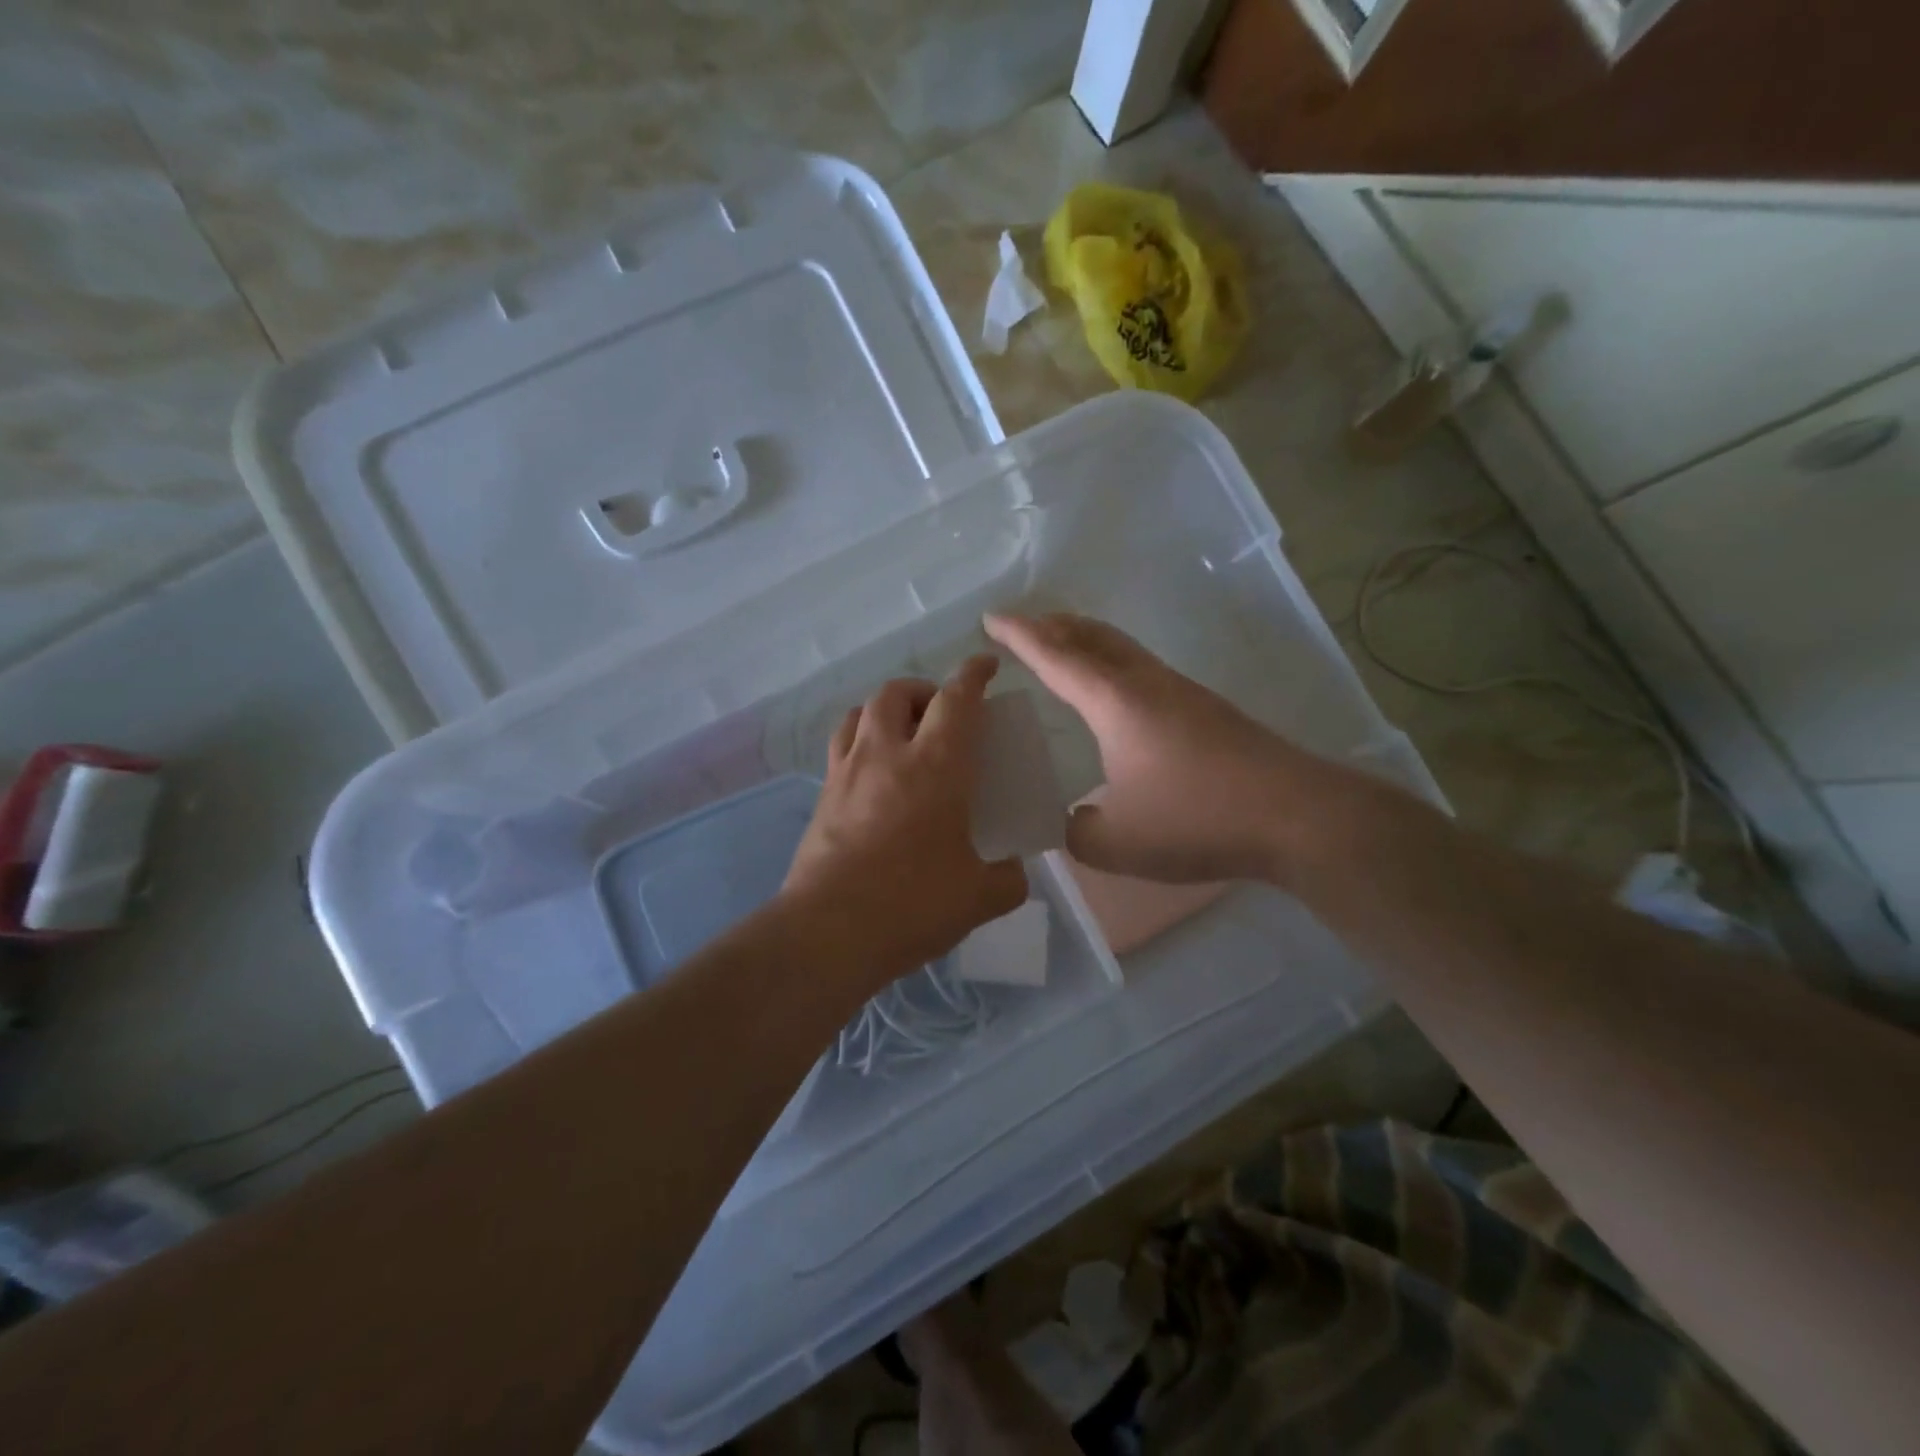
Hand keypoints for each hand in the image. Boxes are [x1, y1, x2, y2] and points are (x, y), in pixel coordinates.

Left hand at [782, 656, 1028, 984]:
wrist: (829, 931)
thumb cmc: (913, 904)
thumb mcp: (979, 897)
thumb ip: (1007, 880)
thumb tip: (1014, 872)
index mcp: (936, 765)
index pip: (957, 699)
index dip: (974, 674)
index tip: (986, 663)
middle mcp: (888, 753)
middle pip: (899, 692)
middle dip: (925, 690)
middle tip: (943, 714)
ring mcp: (848, 770)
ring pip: (862, 710)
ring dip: (886, 709)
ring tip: (903, 733)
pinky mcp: (823, 794)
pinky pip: (842, 745)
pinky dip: (861, 739)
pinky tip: (873, 773)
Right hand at [984, 613, 1304, 883]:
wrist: (1295, 816)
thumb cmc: (1195, 819)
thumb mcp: (1115, 843)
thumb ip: (1077, 832)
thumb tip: (1072, 822)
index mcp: (1114, 701)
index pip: (1055, 656)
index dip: (1019, 636)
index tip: (991, 619)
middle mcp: (1145, 683)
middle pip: (1092, 635)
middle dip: (1053, 625)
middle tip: (1023, 627)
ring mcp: (1181, 692)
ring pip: (1122, 648)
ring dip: (1086, 641)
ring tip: (1064, 651)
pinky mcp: (1206, 710)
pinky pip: (1143, 670)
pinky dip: (1113, 665)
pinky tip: (1117, 697)